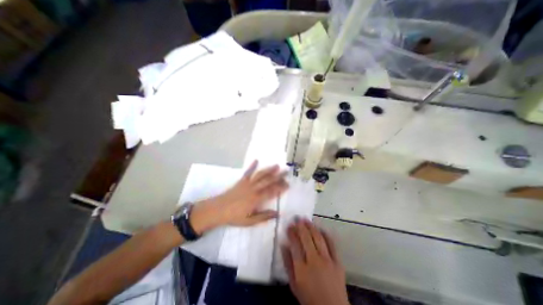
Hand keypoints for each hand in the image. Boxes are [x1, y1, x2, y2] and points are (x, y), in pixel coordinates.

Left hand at [190, 161, 287, 233]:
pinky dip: (252, 166)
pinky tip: (256, 160)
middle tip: (286, 172)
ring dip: (269, 170)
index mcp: (256, 199)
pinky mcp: (241, 181)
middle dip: (278, 176)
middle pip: (268, 181)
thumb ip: (264, 217)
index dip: (280, 188)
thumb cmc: (234, 217)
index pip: (271, 192)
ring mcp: (247, 183)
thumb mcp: (250, 221)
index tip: (288, 184)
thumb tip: (277, 214)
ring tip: (276, 165)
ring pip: (260, 175)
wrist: (218, 210)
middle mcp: (253, 189)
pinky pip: (248, 172)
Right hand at [282, 221, 349, 303]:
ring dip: (311, 226)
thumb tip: (283, 244)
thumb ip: (287, 263)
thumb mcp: (293, 284)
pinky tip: (320, 228)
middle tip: (297, 218)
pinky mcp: (338, 261)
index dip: (291, 233)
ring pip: (318, 238)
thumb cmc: (309, 298)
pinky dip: (325, 234)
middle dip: (300, 226)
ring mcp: (327, 260)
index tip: (289, 226)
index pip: (295, 244)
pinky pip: (332, 244)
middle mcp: (314, 261)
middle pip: (306, 238)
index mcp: (302, 269)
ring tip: (306, 219)